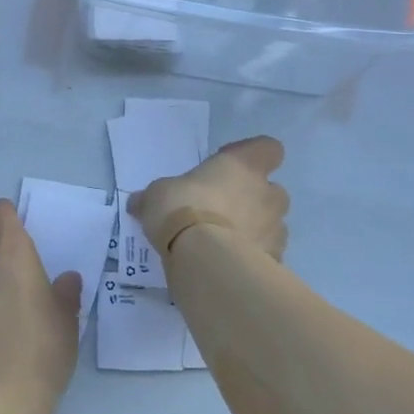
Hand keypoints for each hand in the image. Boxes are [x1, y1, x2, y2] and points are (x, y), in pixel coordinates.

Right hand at [129, 135, 289, 262]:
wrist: (206, 260)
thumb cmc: (183, 209)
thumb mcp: (156, 196)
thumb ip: (154, 197)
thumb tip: (138, 202)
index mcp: (243, 165)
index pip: (267, 148)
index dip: (251, 155)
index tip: (227, 166)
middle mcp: (267, 193)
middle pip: (271, 190)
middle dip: (252, 200)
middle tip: (221, 210)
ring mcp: (276, 229)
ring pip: (271, 225)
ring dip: (253, 230)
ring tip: (222, 243)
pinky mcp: (276, 261)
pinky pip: (265, 255)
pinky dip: (251, 259)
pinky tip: (226, 265)